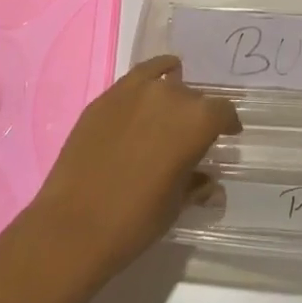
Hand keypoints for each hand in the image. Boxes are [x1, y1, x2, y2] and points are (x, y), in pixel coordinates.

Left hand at [25, 55, 240, 275]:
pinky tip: (149, 88)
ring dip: (172, 95)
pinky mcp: (106, 96)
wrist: (74, 225)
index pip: (223, 112)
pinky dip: (149, 79)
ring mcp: (135, 90)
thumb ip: (196, 185)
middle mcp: (170, 95)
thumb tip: (211, 184)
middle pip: (194, 97)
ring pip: (166, 81)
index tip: (227, 135)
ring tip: (167, 113)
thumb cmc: (135, 220)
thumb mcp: (175, 205)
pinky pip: (138, 77)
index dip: (227, 124)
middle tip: (189, 137)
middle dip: (196, 114)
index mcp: (197, 121)